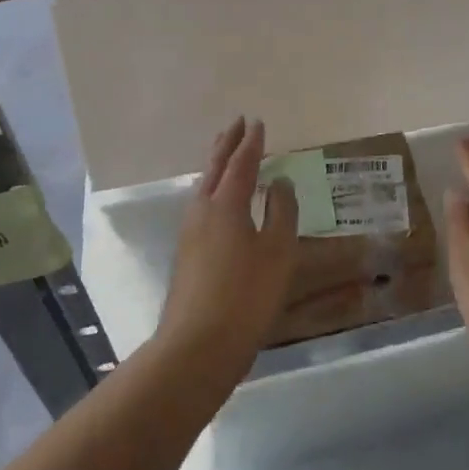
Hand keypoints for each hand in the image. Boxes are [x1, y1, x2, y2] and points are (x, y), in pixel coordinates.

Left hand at [154, 117, 299, 383]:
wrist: (197, 346)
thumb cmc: (246, 295)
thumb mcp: (277, 252)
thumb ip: (282, 213)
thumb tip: (280, 183)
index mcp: (226, 204)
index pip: (241, 163)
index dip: (252, 143)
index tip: (258, 123)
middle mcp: (203, 210)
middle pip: (214, 168)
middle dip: (227, 144)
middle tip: (237, 124)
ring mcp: (190, 232)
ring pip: (204, 186)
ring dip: (216, 164)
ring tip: (226, 154)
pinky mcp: (187, 253)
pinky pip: (201, 204)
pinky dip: (212, 188)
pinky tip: (218, 201)